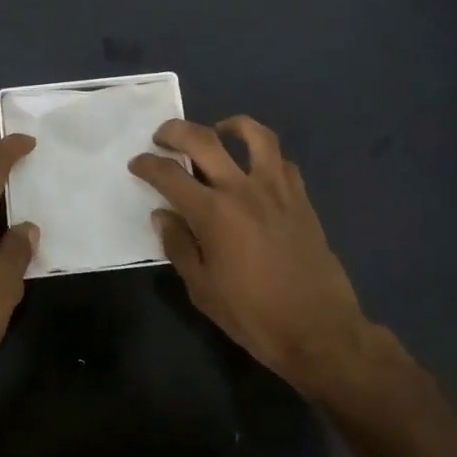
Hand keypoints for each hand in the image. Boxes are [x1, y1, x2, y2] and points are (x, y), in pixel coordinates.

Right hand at [130, 117, 378, 398]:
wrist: (319, 331)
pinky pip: (282, 162)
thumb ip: (179, 246)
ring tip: (217, 132)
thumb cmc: (253, 315)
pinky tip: (255, 170)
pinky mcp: (301, 198)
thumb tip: (162, 215)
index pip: (169, 175)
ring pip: (255, 135)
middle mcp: (242, 189)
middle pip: (204, 140)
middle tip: (163, 137)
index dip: (147, 165)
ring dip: (230, 125)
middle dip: (175, 131)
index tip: (137, 164)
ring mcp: (277, 190)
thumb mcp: (202, 289)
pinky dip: (264, 157)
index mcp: (213, 213)